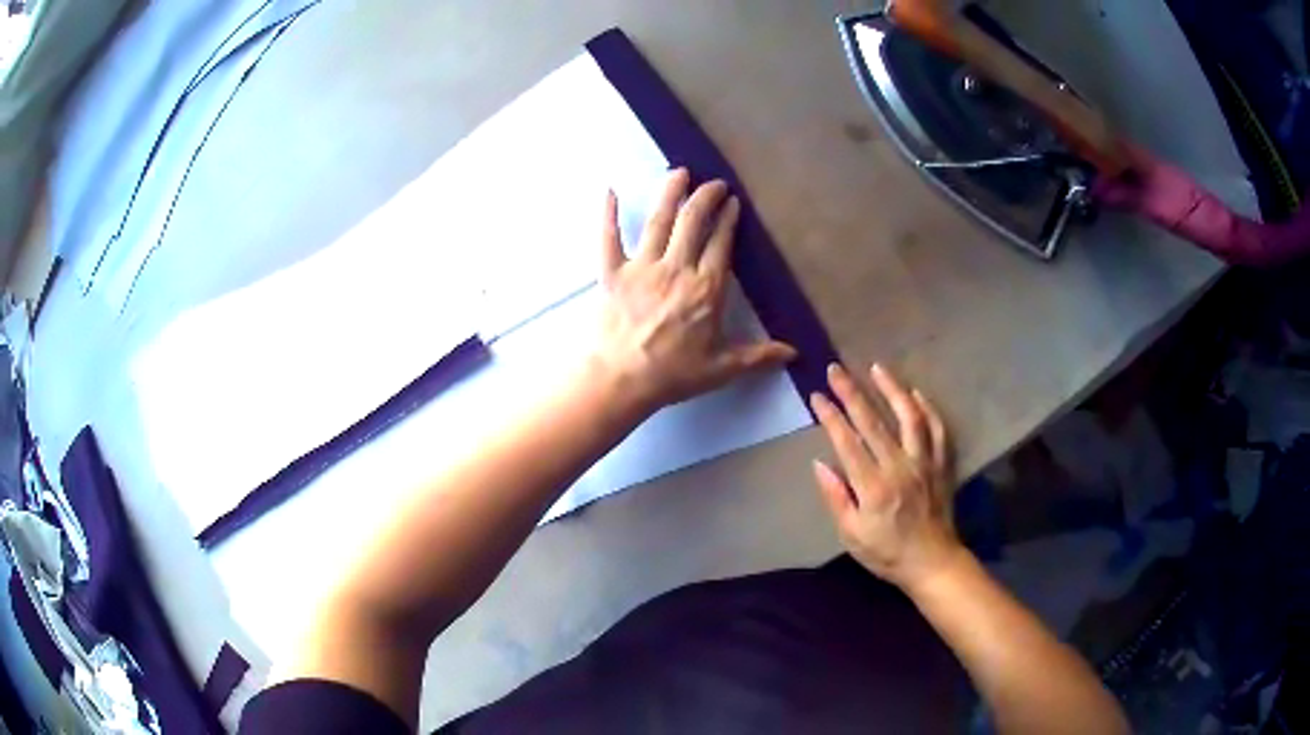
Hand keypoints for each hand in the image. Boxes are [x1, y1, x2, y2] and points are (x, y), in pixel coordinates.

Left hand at [593, 169, 795, 413]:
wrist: (621, 381)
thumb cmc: (673, 375)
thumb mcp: (722, 368)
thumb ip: (759, 355)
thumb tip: (794, 352)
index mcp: (706, 288)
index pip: (721, 243)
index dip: (728, 219)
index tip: (733, 203)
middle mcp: (676, 269)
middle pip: (693, 221)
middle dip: (706, 196)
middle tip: (714, 184)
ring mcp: (642, 267)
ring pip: (658, 221)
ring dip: (670, 192)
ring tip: (679, 172)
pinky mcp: (612, 273)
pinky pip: (608, 237)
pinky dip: (607, 214)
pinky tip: (609, 190)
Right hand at [810, 363, 964, 589]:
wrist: (932, 562)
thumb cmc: (887, 553)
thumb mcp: (851, 536)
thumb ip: (836, 498)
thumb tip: (820, 464)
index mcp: (873, 487)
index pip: (848, 442)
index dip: (831, 416)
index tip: (817, 395)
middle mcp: (900, 467)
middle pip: (873, 421)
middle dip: (852, 392)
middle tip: (836, 369)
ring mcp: (925, 462)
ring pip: (909, 416)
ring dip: (892, 389)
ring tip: (877, 368)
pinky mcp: (942, 463)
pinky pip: (937, 428)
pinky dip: (927, 408)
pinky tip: (915, 393)